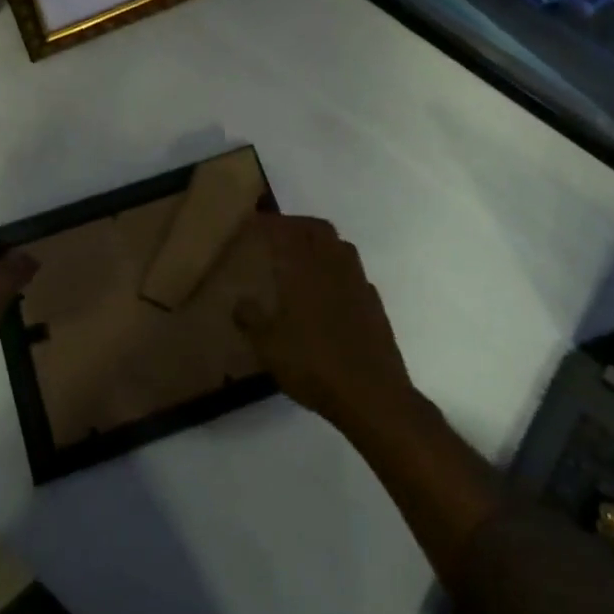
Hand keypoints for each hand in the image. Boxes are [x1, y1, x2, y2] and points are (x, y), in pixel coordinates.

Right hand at [233, 214, 412, 431]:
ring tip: (304, 253)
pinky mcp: (374, 303)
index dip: (269, 222)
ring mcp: (357, 283)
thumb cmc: (312, 364)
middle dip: (297, 224)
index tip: (255, 220)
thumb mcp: (267, 346)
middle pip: (317, 229)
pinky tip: (330, 288)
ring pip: (340, 246)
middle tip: (280, 231)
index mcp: (303, 269)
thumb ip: (251, 319)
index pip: (285, 232)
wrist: (370, 393)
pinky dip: (339, 268)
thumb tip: (240, 301)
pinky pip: (354, 272)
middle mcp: (332, 266)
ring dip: (321, 241)